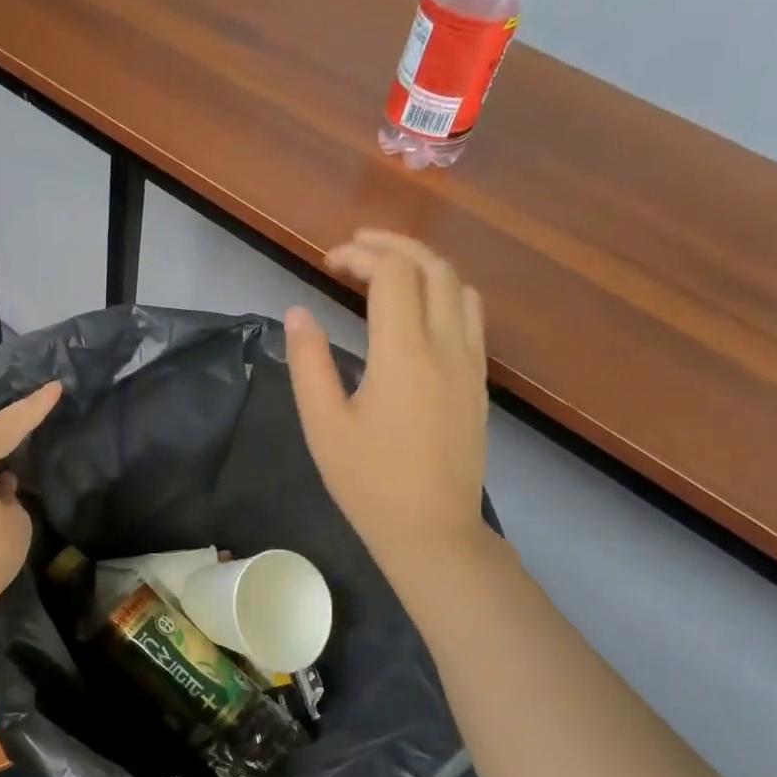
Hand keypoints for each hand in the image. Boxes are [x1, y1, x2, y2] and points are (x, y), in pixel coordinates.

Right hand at [284, 230, 491, 580]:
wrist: (432, 530)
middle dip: (394, 246)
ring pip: (459, 287)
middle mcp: (446, 345)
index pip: (392, 275)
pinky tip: (419, 308)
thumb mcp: (323, 425)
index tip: (328, 261)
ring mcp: (470, 363)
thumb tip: (298, 313)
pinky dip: (444, 291)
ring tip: (387, 268)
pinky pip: (471, 315)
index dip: (360, 255)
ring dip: (424, 264)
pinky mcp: (478, 382)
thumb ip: (308, 362)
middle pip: (432, 268)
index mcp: (404, 354)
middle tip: (355, 248)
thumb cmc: (369, 482)